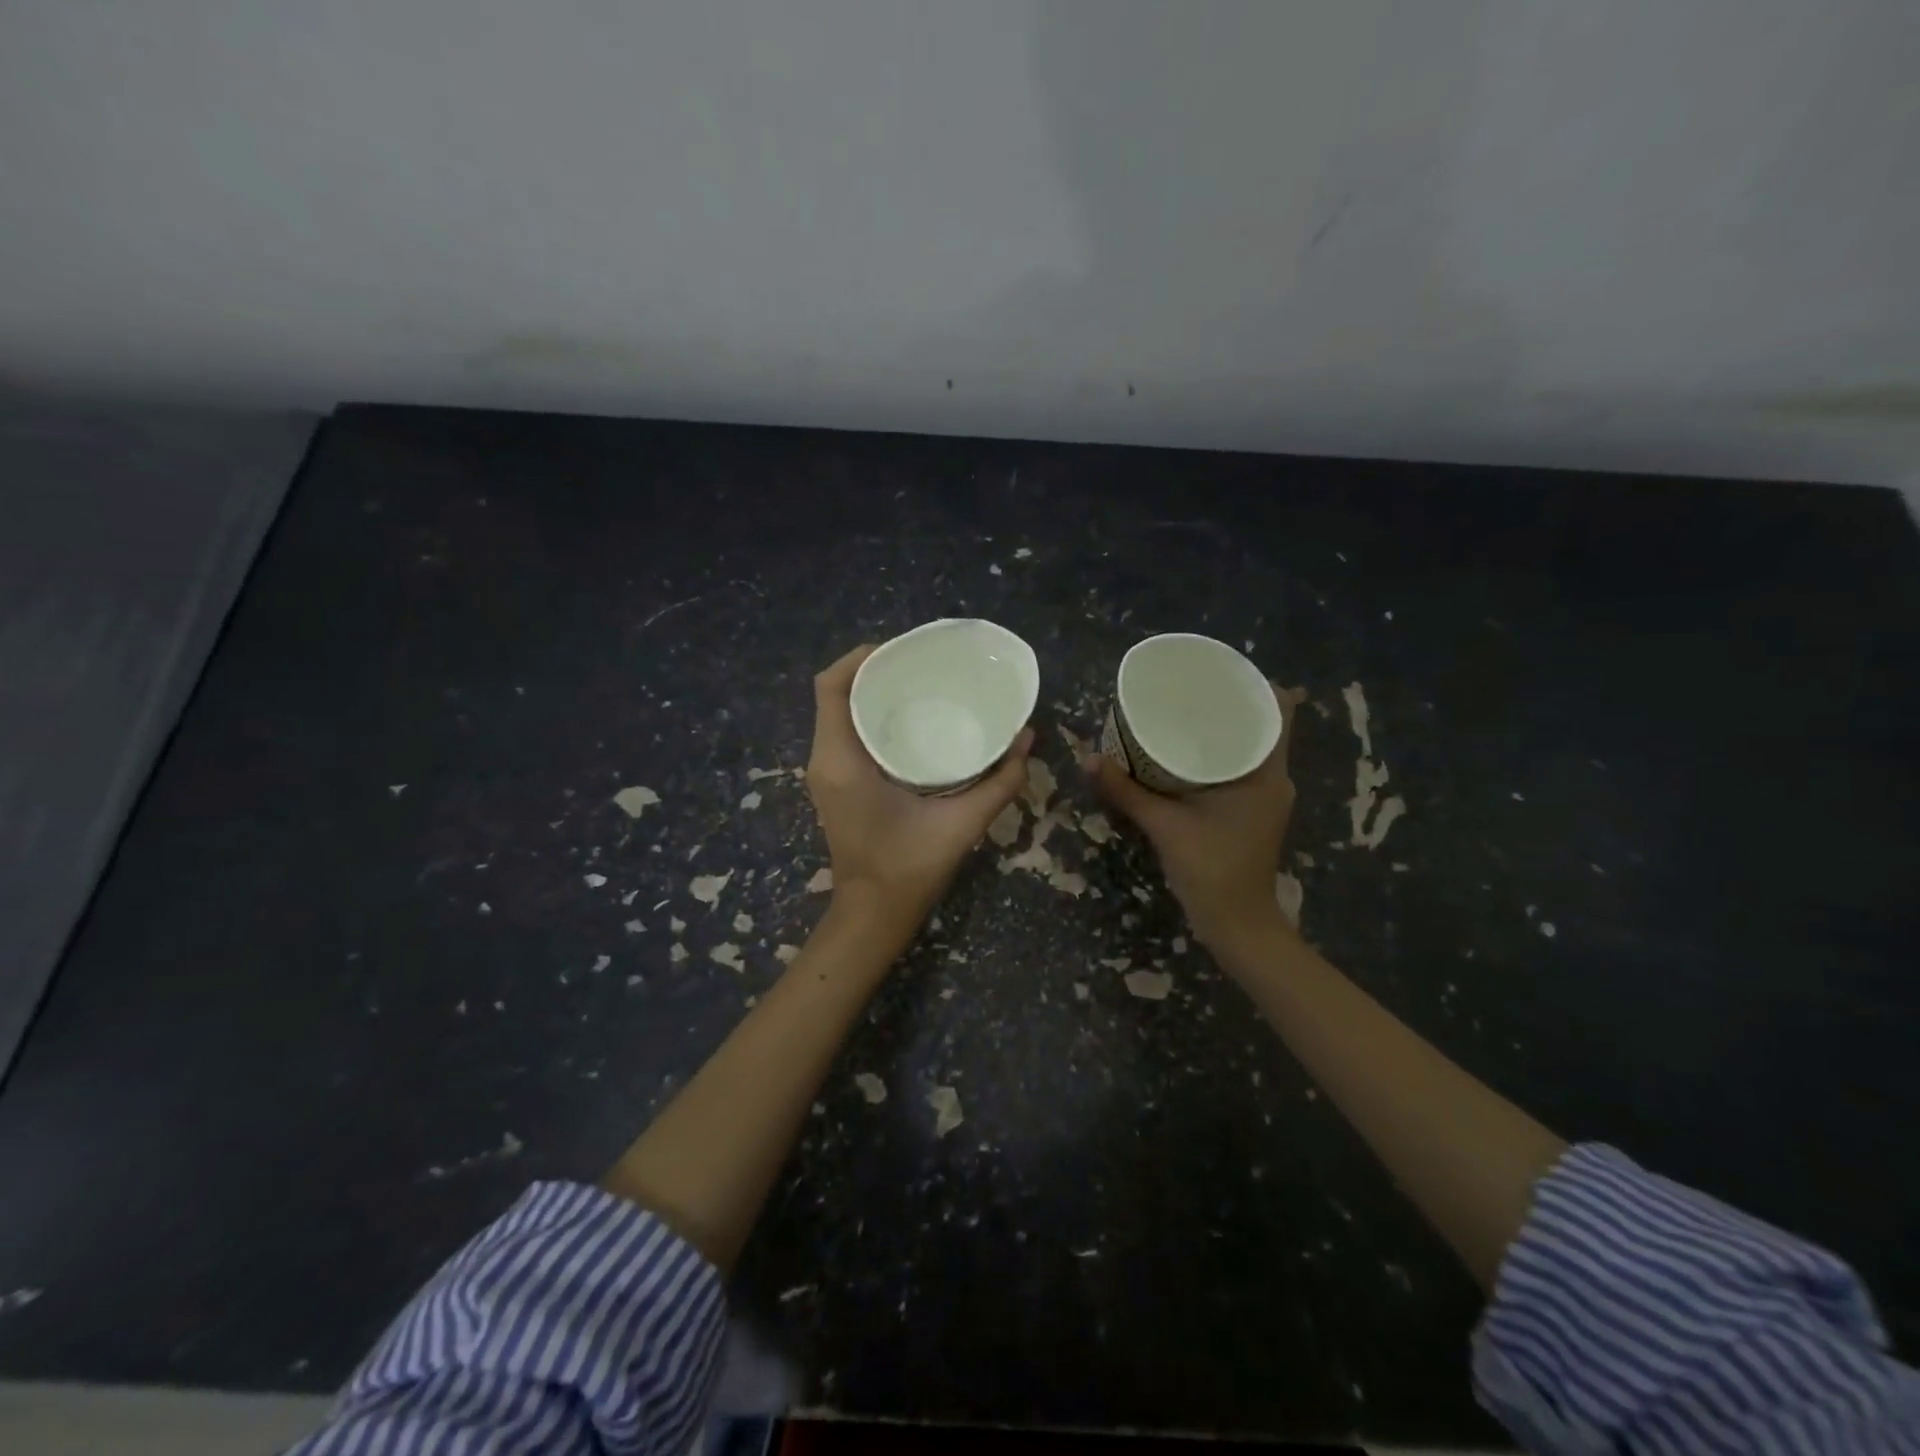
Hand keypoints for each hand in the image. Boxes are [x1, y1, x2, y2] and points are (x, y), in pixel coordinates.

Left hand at [806, 645, 1033, 942]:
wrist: (873, 914)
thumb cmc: (909, 868)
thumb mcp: (962, 823)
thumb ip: (999, 781)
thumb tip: (1027, 737)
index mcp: (842, 760)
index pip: (832, 686)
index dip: (861, 657)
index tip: (904, 651)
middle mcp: (825, 759)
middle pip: (837, 693)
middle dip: (874, 670)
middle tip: (922, 666)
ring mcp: (826, 773)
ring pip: (840, 713)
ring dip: (873, 693)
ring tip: (920, 684)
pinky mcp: (836, 784)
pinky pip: (846, 733)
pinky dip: (872, 717)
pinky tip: (911, 722)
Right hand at [1085, 683, 1301, 953]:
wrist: (1237, 925)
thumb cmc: (1212, 869)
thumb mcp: (1165, 825)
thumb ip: (1126, 791)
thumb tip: (1089, 758)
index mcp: (1267, 773)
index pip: (1281, 710)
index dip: (1256, 683)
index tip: (1219, 671)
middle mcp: (1274, 778)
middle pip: (1262, 724)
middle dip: (1228, 704)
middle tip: (1188, 688)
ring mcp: (1265, 797)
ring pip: (1250, 747)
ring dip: (1222, 730)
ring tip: (1182, 713)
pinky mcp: (1252, 813)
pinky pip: (1240, 768)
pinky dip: (1217, 755)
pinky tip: (1184, 754)